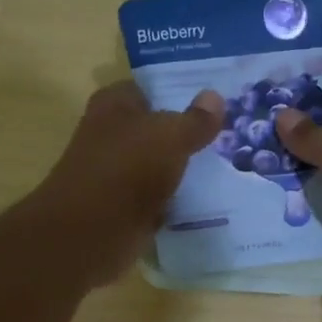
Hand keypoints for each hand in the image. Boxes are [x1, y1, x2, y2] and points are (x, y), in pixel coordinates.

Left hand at [31, 80, 222, 285]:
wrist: (91, 232)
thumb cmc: (126, 170)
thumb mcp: (170, 137)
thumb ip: (195, 120)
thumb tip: (215, 96)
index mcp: (114, 105)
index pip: (149, 89)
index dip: (179, 92)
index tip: (214, 101)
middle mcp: (112, 135)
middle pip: (156, 128)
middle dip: (187, 132)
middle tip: (229, 133)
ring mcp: (118, 173)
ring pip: (160, 164)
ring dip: (185, 168)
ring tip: (227, 165)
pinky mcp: (125, 207)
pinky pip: (159, 197)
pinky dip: (177, 200)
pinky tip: (208, 199)